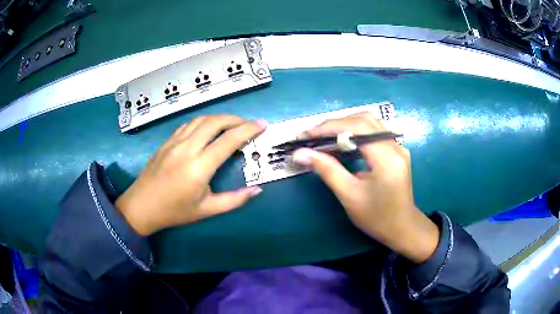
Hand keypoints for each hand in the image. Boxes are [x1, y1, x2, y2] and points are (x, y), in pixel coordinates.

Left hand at [116, 115, 266, 235]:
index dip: (248, 130)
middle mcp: (187, 148)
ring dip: (219, 118)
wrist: (142, 206)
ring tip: (232, 124)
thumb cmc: (174, 211)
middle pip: (215, 122)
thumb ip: (234, 200)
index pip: (229, 140)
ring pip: (201, 119)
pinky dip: (203, 122)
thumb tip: (257, 190)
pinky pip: (188, 124)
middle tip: (249, 124)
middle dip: (236, 119)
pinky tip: (208, 129)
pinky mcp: (167, 141)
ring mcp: (175, 142)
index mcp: (199, 167)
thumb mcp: (207, 210)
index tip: (262, 125)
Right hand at [292, 112, 438, 262]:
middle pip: (363, 120)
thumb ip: (326, 170)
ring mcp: (398, 146)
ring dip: (345, 125)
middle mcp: (395, 146)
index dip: (329, 127)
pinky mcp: (396, 150)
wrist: (401, 227)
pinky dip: (355, 132)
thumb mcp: (349, 195)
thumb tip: (300, 153)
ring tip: (323, 137)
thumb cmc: (376, 217)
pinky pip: (374, 132)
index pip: (357, 128)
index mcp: (387, 158)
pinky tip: (342, 141)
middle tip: (312, 136)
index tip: (306, 135)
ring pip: (369, 122)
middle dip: (335, 124)